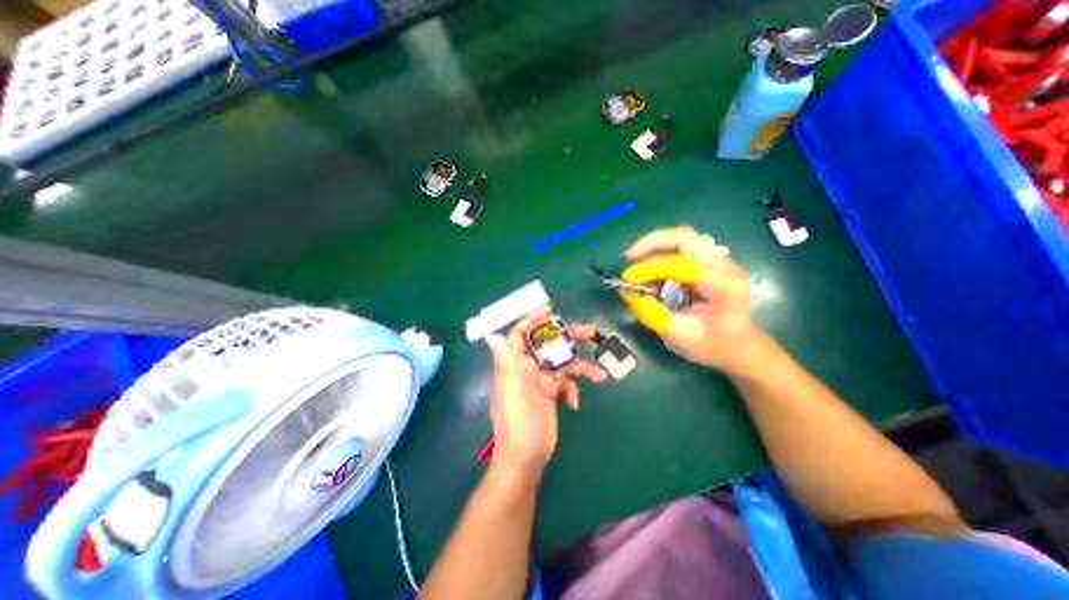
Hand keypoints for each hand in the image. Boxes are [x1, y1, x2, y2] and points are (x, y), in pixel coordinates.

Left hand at [487, 310, 604, 477]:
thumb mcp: (512, 388)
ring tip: (600, 374)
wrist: (527, 455)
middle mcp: (527, 367)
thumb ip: (505, 361)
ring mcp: (541, 380)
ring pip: (562, 363)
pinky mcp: (552, 392)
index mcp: (515, 363)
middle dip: (568, 338)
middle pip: (548, 345)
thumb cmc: (518, 420)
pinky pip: (566, 382)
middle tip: (591, 331)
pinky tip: (575, 402)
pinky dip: (573, 388)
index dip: (533, 320)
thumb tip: (491, 335)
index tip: (550, 310)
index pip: (520, 334)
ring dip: (581, 366)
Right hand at [624, 225, 762, 375]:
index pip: (682, 264)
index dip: (650, 268)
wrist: (741, 348)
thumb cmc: (714, 346)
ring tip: (635, 263)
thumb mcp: (678, 334)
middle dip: (651, 243)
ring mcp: (717, 261)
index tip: (627, 279)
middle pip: (684, 237)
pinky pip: (680, 249)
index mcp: (722, 284)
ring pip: (681, 239)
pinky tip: (649, 271)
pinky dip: (660, 255)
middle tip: (628, 257)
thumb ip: (651, 312)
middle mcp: (723, 265)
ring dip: (654, 247)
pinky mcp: (708, 263)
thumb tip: (626, 292)